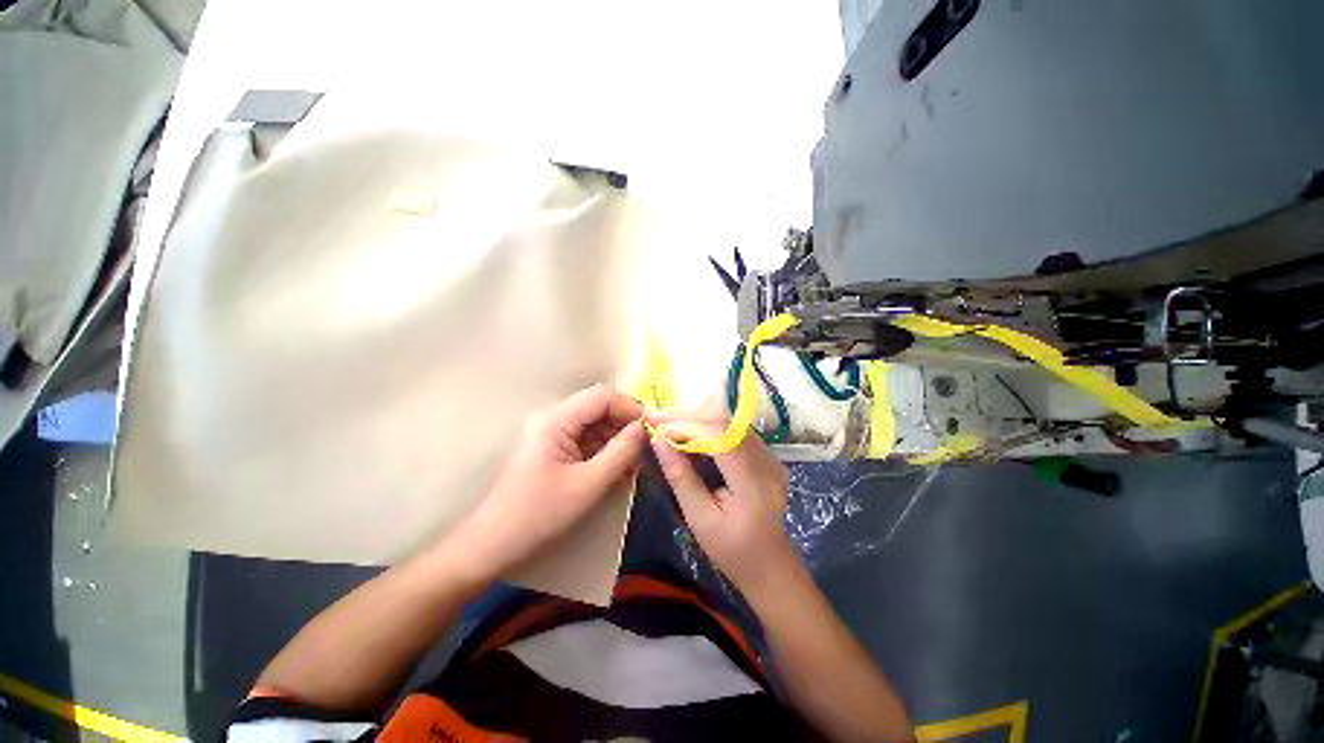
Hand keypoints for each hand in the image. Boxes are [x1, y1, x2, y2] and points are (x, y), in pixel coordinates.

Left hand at [452, 385, 646, 582]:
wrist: (493, 545)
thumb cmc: (539, 515)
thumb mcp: (588, 484)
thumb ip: (621, 452)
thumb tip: (644, 428)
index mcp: (556, 419)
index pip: (603, 396)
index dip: (630, 407)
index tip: (652, 429)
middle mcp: (554, 418)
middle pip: (600, 408)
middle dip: (626, 426)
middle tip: (647, 450)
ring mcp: (553, 433)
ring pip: (596, 425)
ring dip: (618, 441)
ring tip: (635, 465)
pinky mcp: (555, 449)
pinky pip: (587, 441)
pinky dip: (606, 452)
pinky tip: (620, 470)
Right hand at [647, 414, 797, 591]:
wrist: (771, 567)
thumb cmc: (733, 551)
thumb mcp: (700, 519)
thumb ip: (680, 477)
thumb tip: (658, 441)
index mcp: (753, 482)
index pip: (719, 437)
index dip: (686, 427)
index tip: (655, 427)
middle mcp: (766, 461)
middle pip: (724, 424)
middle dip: (687, 418)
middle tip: (654, 417)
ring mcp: (770, 456)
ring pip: (729, 423)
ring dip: (696, 419)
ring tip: (666, 421)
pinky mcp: (766, 456)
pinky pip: (733, 432)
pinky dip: (707, 427)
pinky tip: (688, 430)